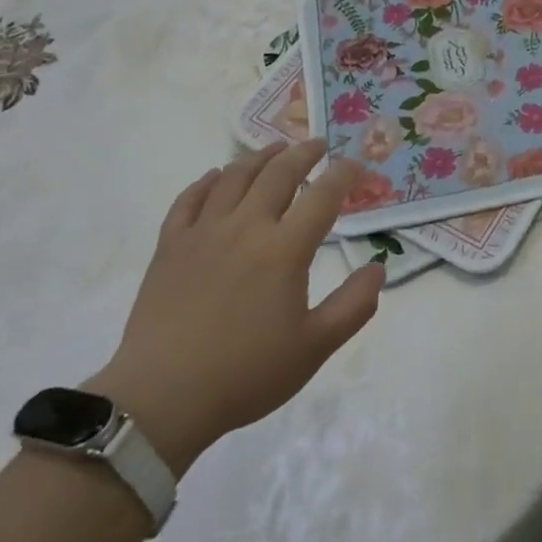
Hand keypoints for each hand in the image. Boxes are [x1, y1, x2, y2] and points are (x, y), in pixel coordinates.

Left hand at [89, 140, 383, 472]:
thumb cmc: (246, 374)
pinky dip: (207, 181)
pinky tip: (216, 176)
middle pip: (278, 173)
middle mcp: (245, 227)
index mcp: (284, 249)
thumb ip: (354, 305)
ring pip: (234, 177)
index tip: (357, 165)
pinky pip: (189, 199)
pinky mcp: (170, 245)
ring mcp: (203, 232)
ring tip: (275, 149)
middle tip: (318, 144)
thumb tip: (378, 267)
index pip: (322, 196)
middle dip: (303, 153)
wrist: (164, 397)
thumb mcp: (314, 347)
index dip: (344, 174)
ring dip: (259, 157)